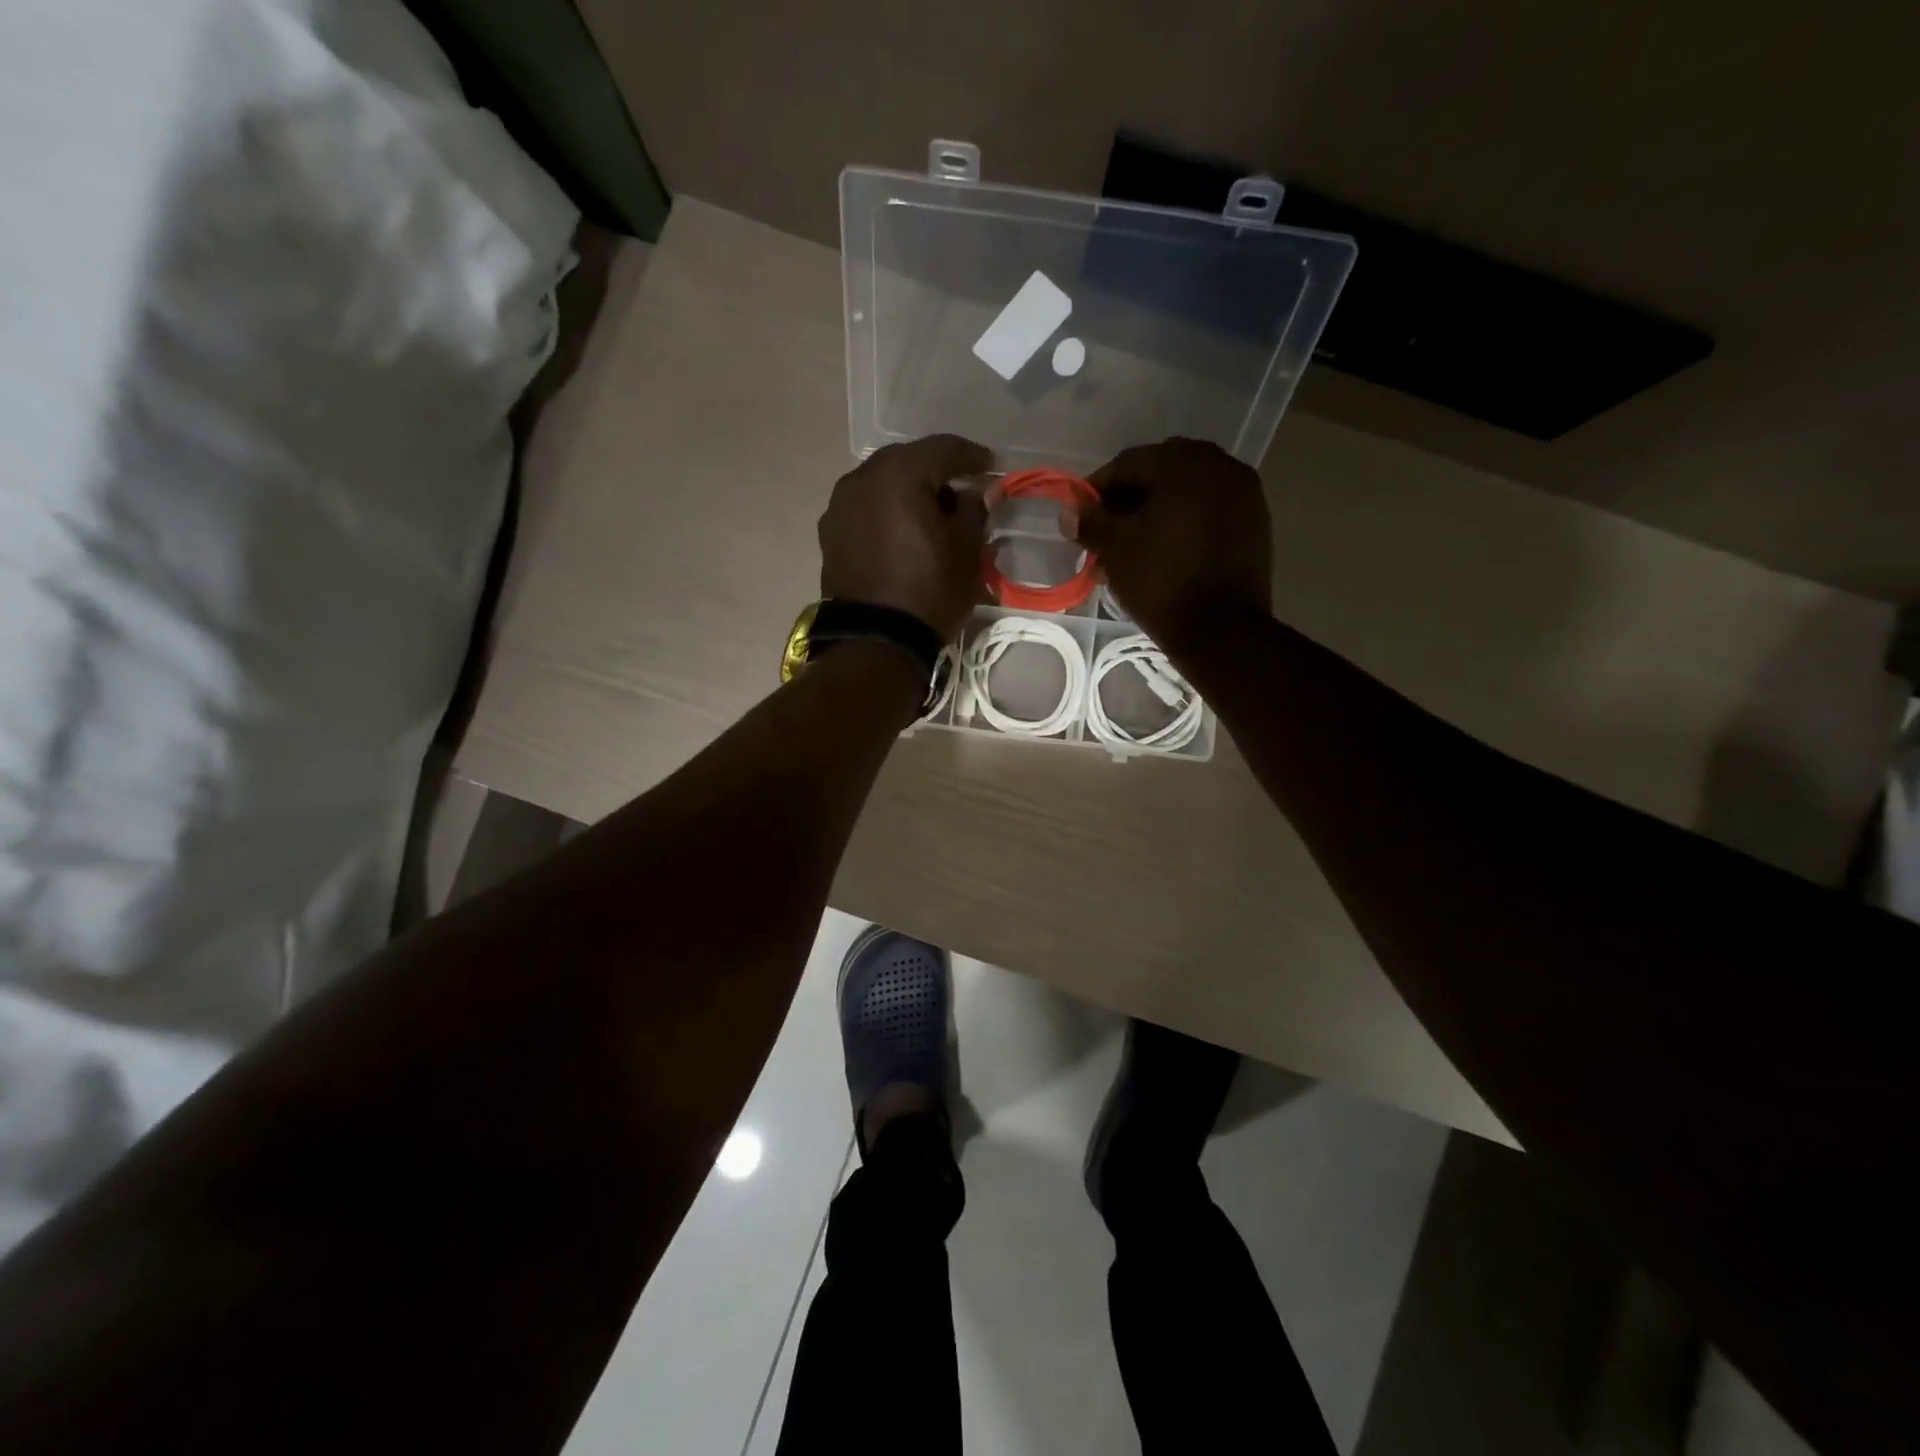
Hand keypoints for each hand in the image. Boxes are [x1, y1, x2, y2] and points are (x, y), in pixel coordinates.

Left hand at [819, 434, 993, 642]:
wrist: (875, 641)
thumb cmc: (929, 591)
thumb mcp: (965, 550)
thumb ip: (975, 510)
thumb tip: (985, 489)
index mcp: (899, 474)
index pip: (944, 449)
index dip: (973, 457)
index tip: (991, 468)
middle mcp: (862, 478)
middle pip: (908, 461)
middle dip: (937, 473)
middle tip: (962, 492)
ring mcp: (840, 505)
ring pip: (883, 484)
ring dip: (909, 492)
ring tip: (932, 515)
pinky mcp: (830, 533)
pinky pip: (866, 508)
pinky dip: (887, 512)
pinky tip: (903, 533)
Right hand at [1070, 438, 1273, 648]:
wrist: (1221, 630)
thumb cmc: (1161, 580)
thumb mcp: (1115, 548)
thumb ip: (1089, 521)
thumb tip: (1070, 511)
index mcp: (1186, 463)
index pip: (1128, 463)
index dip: (1097, 490)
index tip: (1080, 518)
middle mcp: (1221, 467)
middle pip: (1160, 475)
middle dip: (1128, 503)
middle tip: (1105, 535)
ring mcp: (1245, 496)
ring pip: (1185, 496)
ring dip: (1154, 516)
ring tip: (1130, 551)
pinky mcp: (1255, 527)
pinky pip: (1208, 515)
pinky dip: (1182, 528)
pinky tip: (1162, 556)